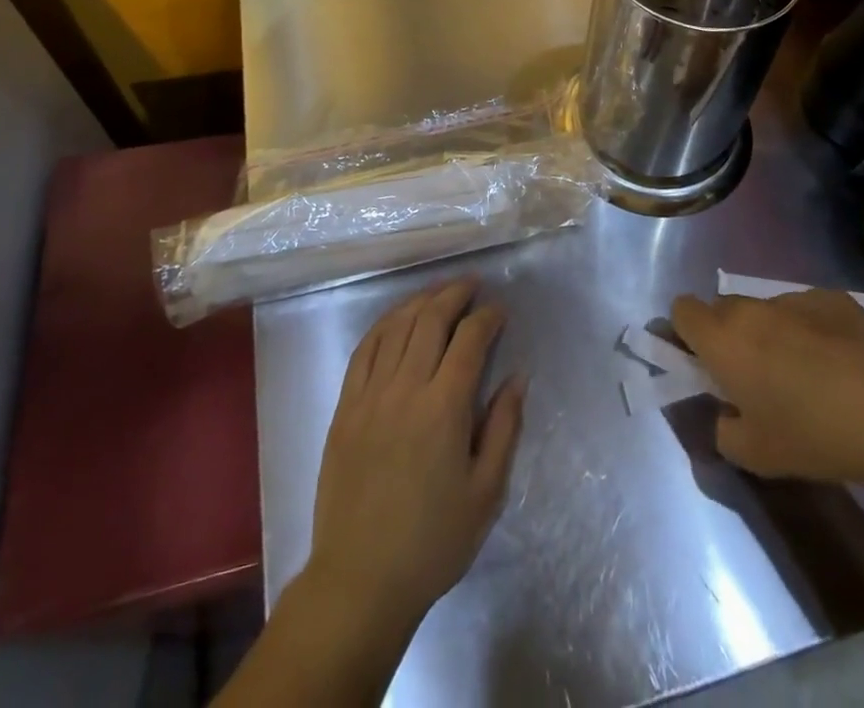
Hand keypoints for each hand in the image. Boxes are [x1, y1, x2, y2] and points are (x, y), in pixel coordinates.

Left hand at [303, 279, 525, 642]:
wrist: (360, 580)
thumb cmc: (433, 541)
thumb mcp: (486, 493)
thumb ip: (504, 428)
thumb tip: (518, 377)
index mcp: (444, 409)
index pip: (469, 340)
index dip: (487, 317)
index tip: (499, 310)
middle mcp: (405, 389)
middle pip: (430, 320)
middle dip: (454, 294)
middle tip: (472, 284)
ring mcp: (369, 395)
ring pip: (396, 327)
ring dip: (421, 301)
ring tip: (439, 291)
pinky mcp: (345, 407)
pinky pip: (364, 349)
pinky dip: (384, 324)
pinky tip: (397, 318)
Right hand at [670, 287, 863, 496]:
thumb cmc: (813, 435)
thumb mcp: (756, 456)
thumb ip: (724, 432)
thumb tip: (727, 416)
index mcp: (722, 339)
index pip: (681, 310)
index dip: (685, 333)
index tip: (702, 362)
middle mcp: (751, 308)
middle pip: (723, 309)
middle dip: (729, 335)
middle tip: (753, 375)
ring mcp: (794, 298)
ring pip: (767, 309)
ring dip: (771, 333)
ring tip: (806, 373)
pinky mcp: (834, 299)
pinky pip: (807, 310)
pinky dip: (812, 330)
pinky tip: (841, 364)